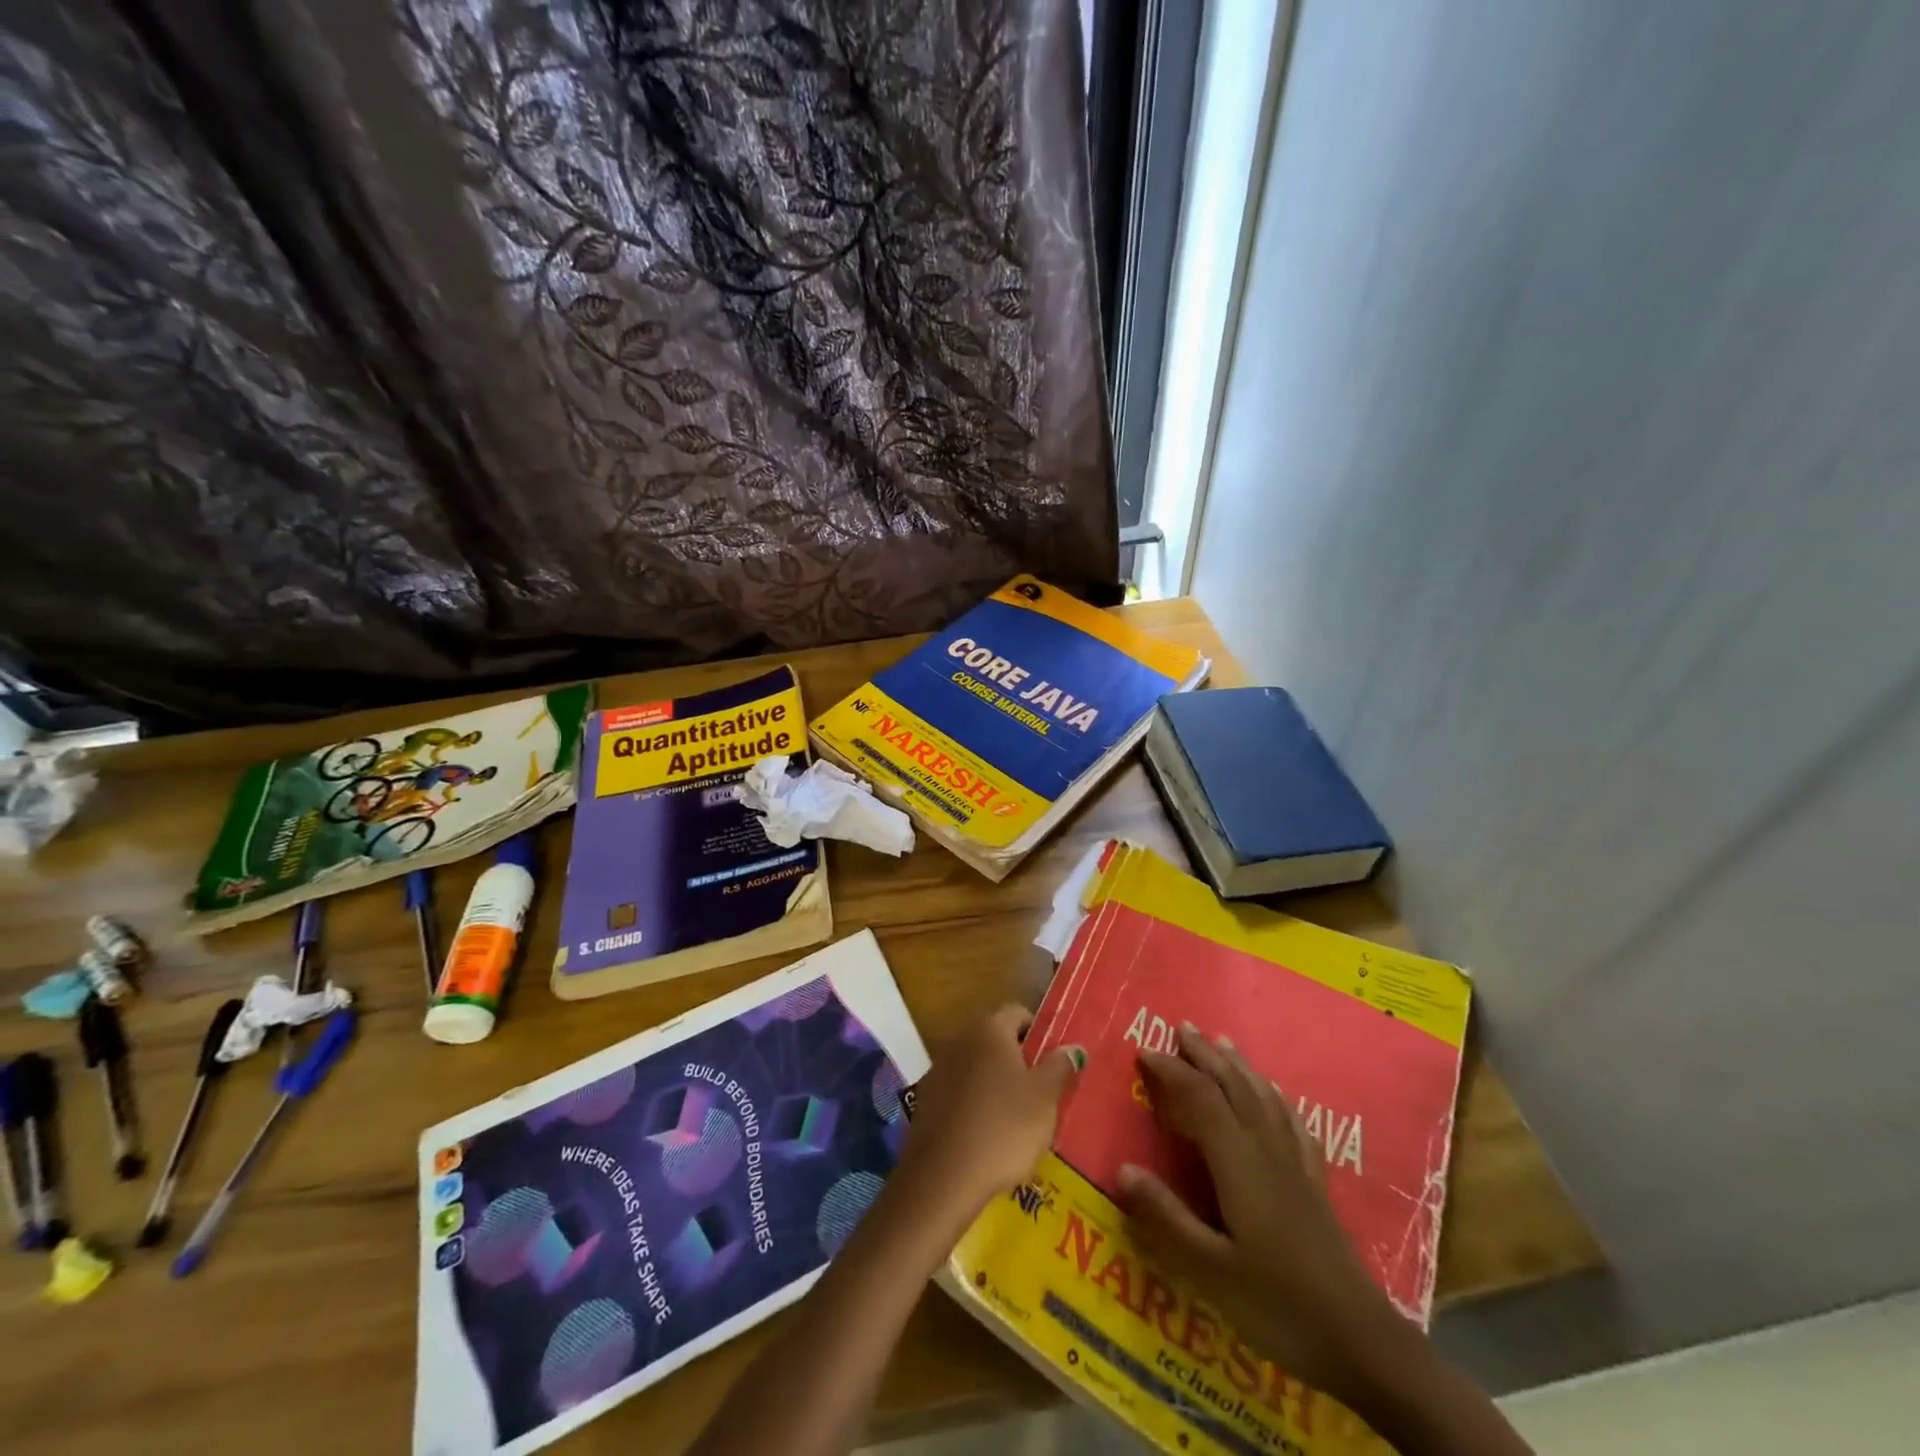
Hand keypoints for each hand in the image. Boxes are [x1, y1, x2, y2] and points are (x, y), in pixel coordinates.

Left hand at [894, 1004, 1084, 1230]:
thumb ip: (1060, 1068)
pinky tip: (986, 1135)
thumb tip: (1072, 1046)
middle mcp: (960, 1039)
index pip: (1017, 1012)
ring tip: (1015, 1119)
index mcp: (990, 1030)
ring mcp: (938, 1069)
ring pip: (975, 1066)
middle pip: (995, 1039)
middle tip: (1040, 1093)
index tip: (1053, 1060)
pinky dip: (973, 1104)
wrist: (944, 1177)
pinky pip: (958, 1092)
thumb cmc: (1004, 1129)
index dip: (1038, 1031)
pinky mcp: (925, 1100)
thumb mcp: (1045, 1099)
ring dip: (994, 1083)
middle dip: (1017, 1060)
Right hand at [1118, 1024, 1409, 1404]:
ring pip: (1264, 1099)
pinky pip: (1294, 1126)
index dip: (1172, 1071)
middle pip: (1235, 1088)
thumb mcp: (1210, 1272)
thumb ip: (1166, 1218)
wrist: (1363, 1344)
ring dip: (1240, 1067)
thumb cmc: (1279, 1306)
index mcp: (1239, 1163)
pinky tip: (1277, 1098)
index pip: (1201, 1099)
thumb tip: (1122, 1168)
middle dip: (1206, 1056)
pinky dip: (1278, 1101)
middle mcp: (1268, 1151)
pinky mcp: (1315, 1186)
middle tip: (1182, 1027)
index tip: (1143, 1050)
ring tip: (1223, 1043)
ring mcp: (1296, 1166)